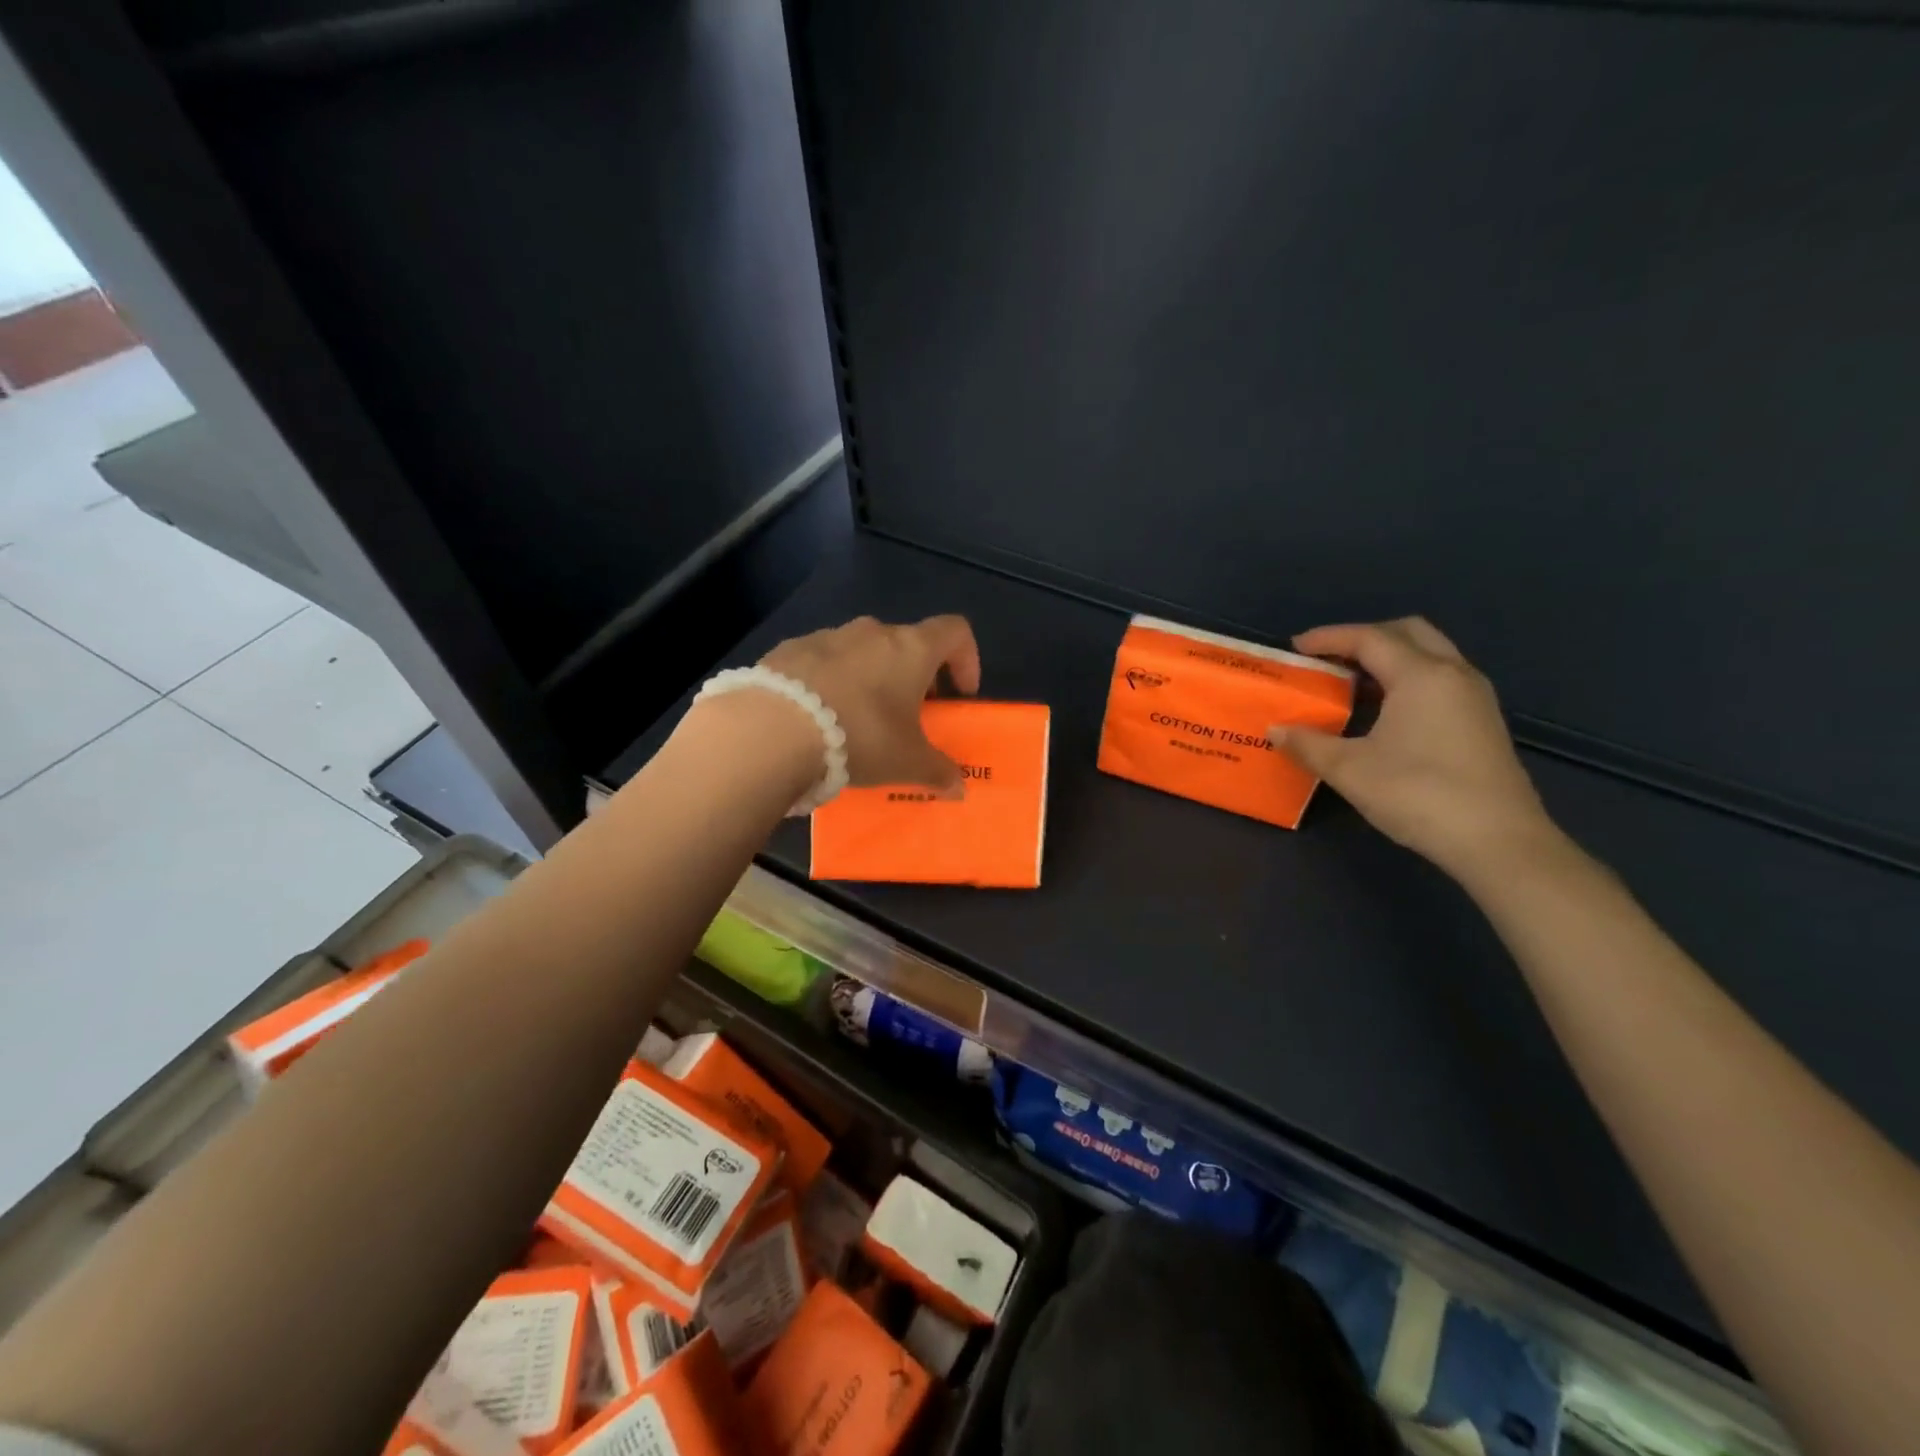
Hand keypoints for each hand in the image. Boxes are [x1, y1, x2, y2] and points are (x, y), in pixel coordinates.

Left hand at [760, 614, 981, 791]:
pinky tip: (818, 717)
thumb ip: (938, 771)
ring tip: (859, 719)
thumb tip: (959, 787)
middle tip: (910, 714)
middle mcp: (872, 632)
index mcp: (910, 649)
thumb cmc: (861, 737)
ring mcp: (827, 636)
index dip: (966, 659)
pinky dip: (830, 682)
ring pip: (862, 651)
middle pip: (906, 643)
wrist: (773, 729)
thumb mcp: (906, 763)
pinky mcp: (789, 649)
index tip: (960, 694)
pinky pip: (822, 662)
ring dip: (870, 677)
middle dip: (914, 675)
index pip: (954, 632)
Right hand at [1270, 618, 1558, 878]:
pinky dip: (1408, 678)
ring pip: (1429, 654)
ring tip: (1353, 683)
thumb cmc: (1419, 795)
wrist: (1498, 842)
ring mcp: (1475, 697)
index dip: (1329, 638)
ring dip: (1390, 658)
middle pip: (1408, 632)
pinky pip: (1441, 679)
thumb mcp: (1349, 770)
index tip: (1296, 648)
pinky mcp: (1483, 721)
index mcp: (1421, 675)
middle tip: (1330, 659)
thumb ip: (1308, 744)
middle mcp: (1453, 674)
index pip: (1369, 638)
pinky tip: (1387, 711)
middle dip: (1365, 638)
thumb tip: (1275, 731)